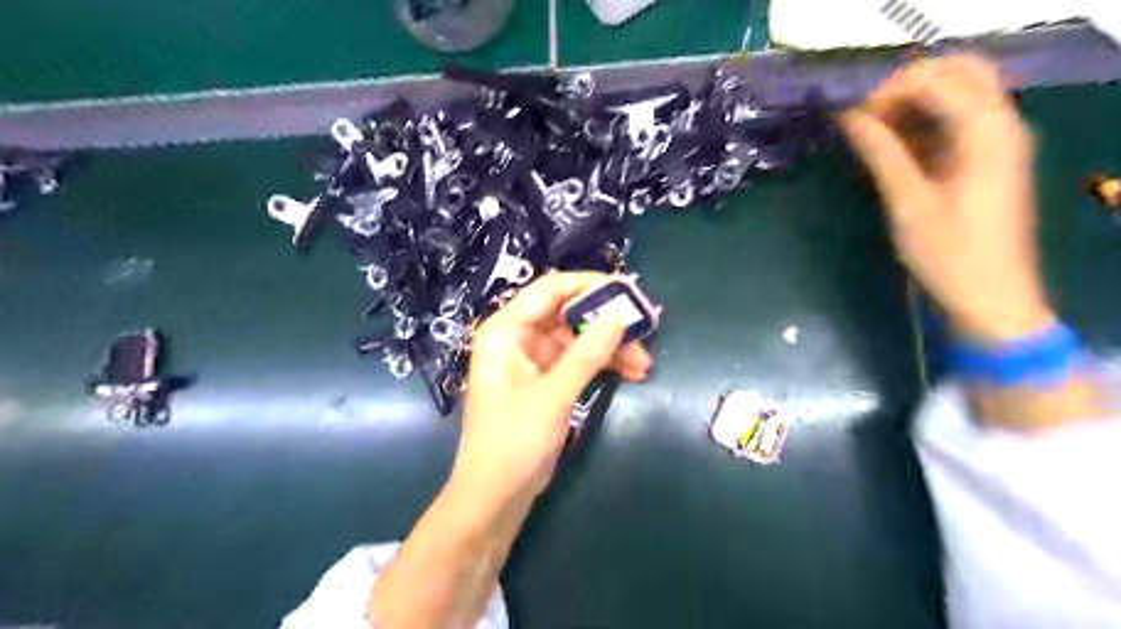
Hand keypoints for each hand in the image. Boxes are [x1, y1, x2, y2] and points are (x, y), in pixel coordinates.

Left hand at [450, 270, 654, 501]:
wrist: (494, 498)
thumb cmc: (512, 443)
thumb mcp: (553, 396)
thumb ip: (586, 354)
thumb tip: (620, 315)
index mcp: (505, 330)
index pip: (550, 290)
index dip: (589, 285)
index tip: (628, 289)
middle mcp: (518, 337)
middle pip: (567, 313)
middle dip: (605, 320)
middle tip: (645, 324)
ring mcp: (533, 360)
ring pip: (577, 338)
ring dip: (609, 346)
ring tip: (644, 360)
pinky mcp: (546, 382)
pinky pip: (578, 361)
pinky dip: (602, 365)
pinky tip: (632, 373)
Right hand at [847, 55, 1055, 342]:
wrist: (991, 297)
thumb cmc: (949, 254)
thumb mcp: (908, 203)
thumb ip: (881, 153)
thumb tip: (849, 117)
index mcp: (986, 131)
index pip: (936, 78)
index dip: (888, 90)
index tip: (851, 119)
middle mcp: (1001, 123)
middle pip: (957, 71)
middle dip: (905, 85)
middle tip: (865, 117)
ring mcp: (998, 139)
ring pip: (958, 92)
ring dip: (913, 103)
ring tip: (871, 132)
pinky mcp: (988, 158)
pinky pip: (957, 120)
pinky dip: (923, 123)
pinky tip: (892, 147)